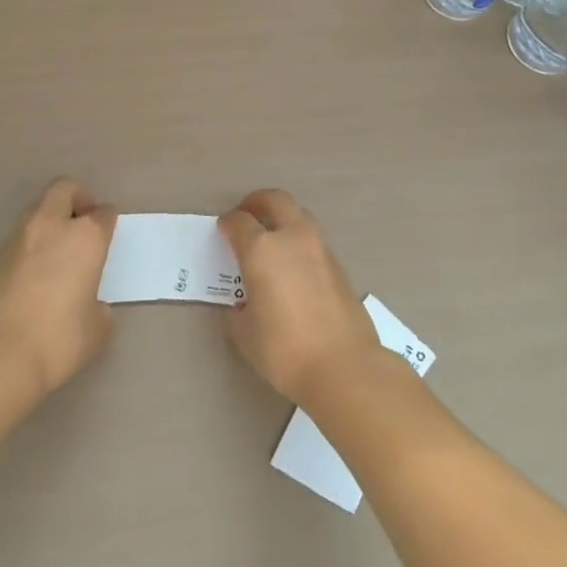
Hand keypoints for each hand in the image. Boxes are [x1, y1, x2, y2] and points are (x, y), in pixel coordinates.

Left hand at [0, 178, 117, 398]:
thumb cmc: (59, 339)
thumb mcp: (96, 329)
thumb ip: (98, 307)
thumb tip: (88, 303)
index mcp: (85, 238)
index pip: (103, 213)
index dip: (107, 220)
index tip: (108, 230)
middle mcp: (52, 227)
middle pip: (65, 190)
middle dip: (77, 199)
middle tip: (83, 223)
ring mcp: (19, 239)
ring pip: (38, 209)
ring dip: (51, 219)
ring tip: (59, 249)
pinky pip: (21, 237)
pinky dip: (32, 243)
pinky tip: (36, 271)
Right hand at [217, 189, 381, 405]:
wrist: (344, 366)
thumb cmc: (284, 349)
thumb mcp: (244, 332)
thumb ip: (238, 309)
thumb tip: (242, 302)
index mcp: (262, 249)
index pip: (239, 221)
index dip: (227, 223)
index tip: (222, 230)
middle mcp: (292, 238)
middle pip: (275, 200)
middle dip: (257, 202)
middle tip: (247, 215)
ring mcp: (320, 249)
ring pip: (299, 217)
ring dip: (282, 220)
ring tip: (271, 242)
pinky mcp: (339, 266)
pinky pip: (313, 242)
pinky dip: (299, 244)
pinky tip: (293, 269)